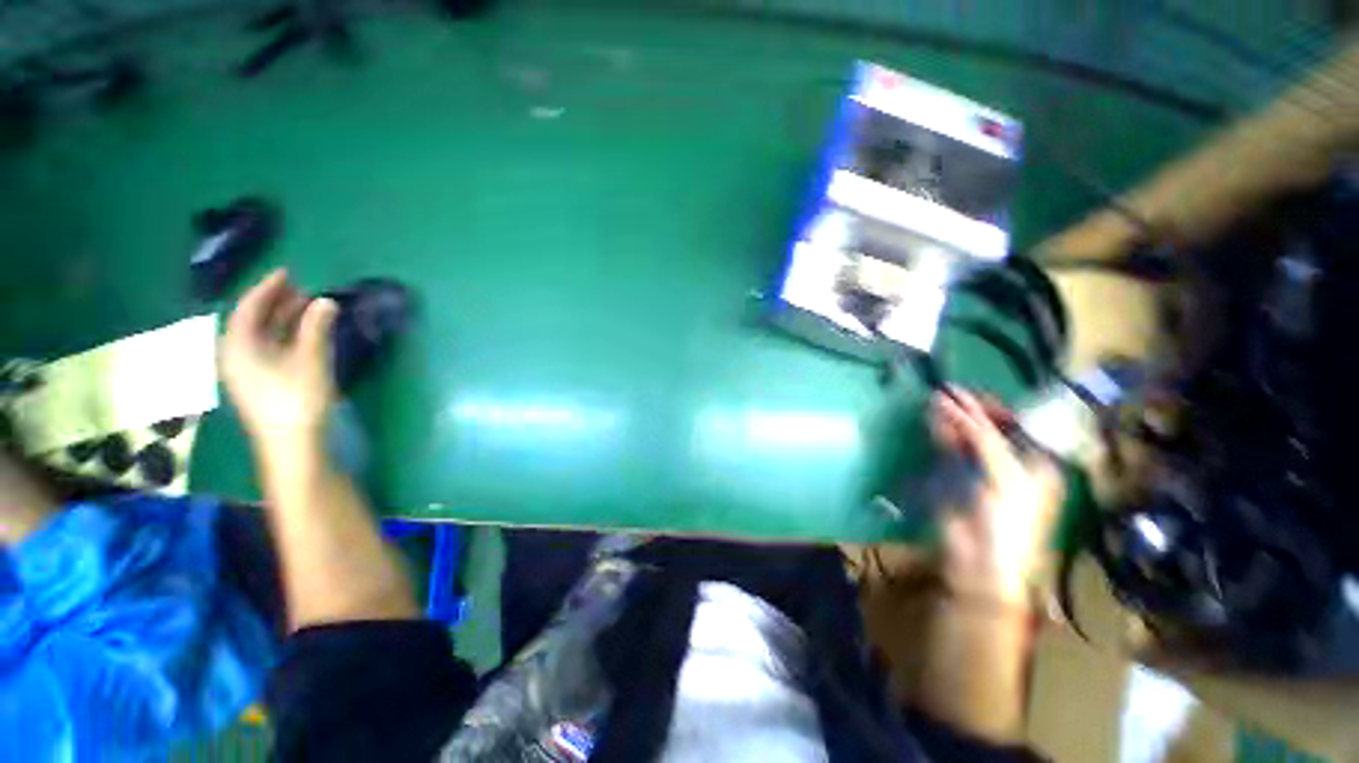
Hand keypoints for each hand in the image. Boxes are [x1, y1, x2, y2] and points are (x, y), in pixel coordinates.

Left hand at [221, 270, 338, 451]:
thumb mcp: (310, 361)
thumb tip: (326, 301)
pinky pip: (269, 349)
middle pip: (252, 321)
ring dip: (283, 319)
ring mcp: (248, 372)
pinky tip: (303, 334)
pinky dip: (285, 336)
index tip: (287, 273)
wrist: (292, 444)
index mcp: (239, 348)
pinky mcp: (261, 384)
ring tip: (306, 307)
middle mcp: (237, 356)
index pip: (249, 309)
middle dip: (276, 302)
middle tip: (300, 288)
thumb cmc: (297, 400)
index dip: (267, 288)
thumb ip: (316, 328)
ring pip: (262, 336)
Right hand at [929, 389, 1062, 607]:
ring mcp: (984, 469)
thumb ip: (983, 440)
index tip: (975, 394)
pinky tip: (933, 418)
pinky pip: (952, 448)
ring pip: (968, 436)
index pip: (1020, 427)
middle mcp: (1013, 464)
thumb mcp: (1004, 476)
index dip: (999, 409)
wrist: (982, 561)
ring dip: (954, 419)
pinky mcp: (959, 476)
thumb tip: (956, 408)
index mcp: (1038, 466)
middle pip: (992, 429)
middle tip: (949, 391)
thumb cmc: (1008, 521)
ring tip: (937, 399)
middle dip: (972, 410)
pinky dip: (943, 432)